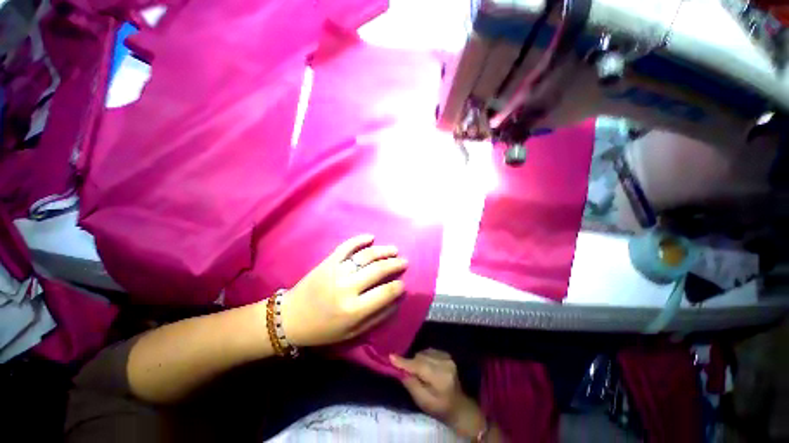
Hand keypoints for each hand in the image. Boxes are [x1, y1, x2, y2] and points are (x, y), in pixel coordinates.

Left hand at [280, 234, 406, 346]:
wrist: (290, 318)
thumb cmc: (323, 329)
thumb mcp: (352, 333)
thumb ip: (377, 317)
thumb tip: (397, 301)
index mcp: (353, 309)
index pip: (385, 293)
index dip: (398, 287)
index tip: (403, 284)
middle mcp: (347, 287)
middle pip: (378, 270)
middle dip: (395, 264)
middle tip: (404, 261)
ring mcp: (337, 271)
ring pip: (365, 256)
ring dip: (382, 251)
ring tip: (394, 250)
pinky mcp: (328, 262)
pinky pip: (346, 246)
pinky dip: (359, 240)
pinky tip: (371, 237)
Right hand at [390, 349, 486, 438]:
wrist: (458, 405)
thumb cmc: (439, 407)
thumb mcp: (423, 402)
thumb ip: (411, 384)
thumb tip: (399, 369)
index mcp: (441, 378)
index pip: (420, 366)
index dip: (405, 362)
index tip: (391, 357)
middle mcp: (445, 364)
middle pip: (421, 357)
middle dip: (411, 363)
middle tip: (406, 373)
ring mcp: (447, 357)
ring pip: (424, 353)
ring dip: (418, 360)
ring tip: (419, 372)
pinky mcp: (447, 354)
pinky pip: (429, 351)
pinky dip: (424, 357)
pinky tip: (426, 367)